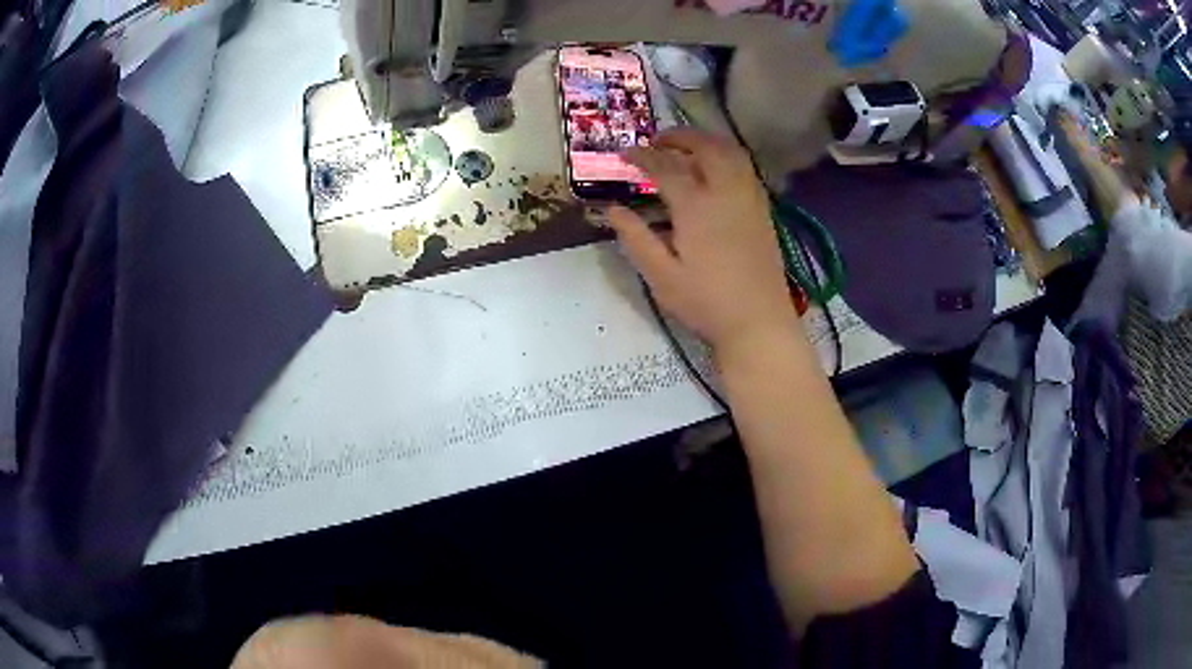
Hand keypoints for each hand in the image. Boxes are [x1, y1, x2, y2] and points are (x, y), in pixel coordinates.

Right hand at [607, 129, 800, 358]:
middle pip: (705, 147)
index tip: (625, 154)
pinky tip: (716, 171)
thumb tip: (612, 209)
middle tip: (657, 141)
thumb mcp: (661, 276)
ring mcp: (750, 199)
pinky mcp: (763, 210)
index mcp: (697, 207)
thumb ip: (636, 238)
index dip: (642, 156)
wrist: (759, 322)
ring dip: (707, 142)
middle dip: (679, 137)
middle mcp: (726, 192)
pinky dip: (727, 157)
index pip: (665, 167)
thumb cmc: (706, 303)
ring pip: (731, 153)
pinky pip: (746, 169)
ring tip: (687, 148)